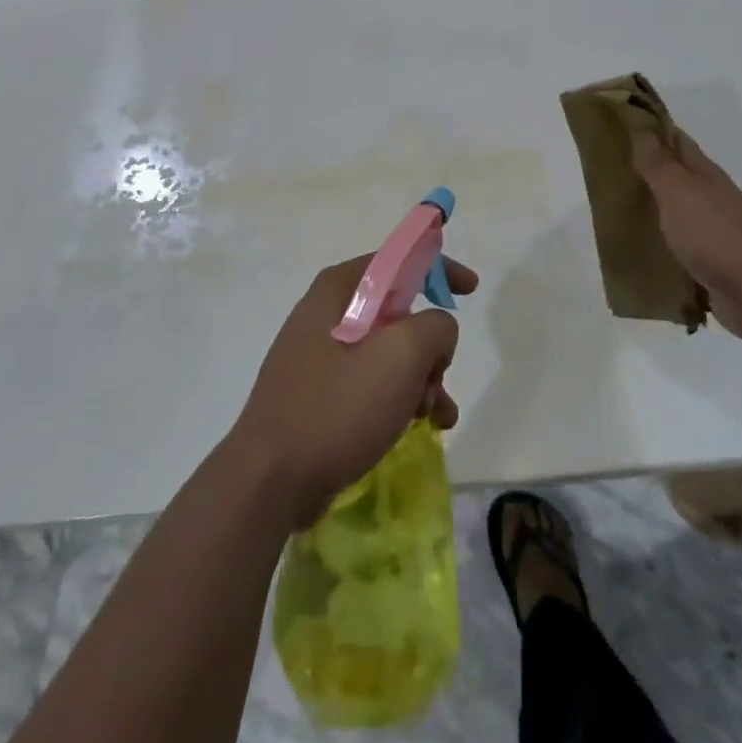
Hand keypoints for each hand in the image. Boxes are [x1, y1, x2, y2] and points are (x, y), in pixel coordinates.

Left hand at [229, 255, 475, 528]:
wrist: (271, 481)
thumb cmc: (337, 407)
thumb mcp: (400, 356)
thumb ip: (434, 327)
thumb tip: (436, 332)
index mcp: (338, 290)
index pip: (396, 260)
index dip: (437, 267)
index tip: (470, 288)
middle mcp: (326, 315)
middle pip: (397, 312)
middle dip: (429, 345)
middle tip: (440, 375)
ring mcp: (319, 356)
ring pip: (388, 353)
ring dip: (420, 379)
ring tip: (434, 415)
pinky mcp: (319, 395)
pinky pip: (370, 384)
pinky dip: (399, 399)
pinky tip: (418, 428)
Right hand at [630, 128, 741, 343]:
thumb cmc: (715, 233)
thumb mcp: (679, 191)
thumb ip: (658, 164)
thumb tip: (642, 129)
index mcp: (705, 175)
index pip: (676, 142)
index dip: (652, 130)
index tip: (621, 124)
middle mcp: (711, 199)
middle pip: (676, 177)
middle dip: (647, 170)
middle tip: (608, 168)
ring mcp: (713, 233)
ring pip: (676, 212)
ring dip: (652, 208)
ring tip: (616, 209)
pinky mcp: (710, 265)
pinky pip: (678, 247)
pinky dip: (660, 243)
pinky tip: (639, 249)